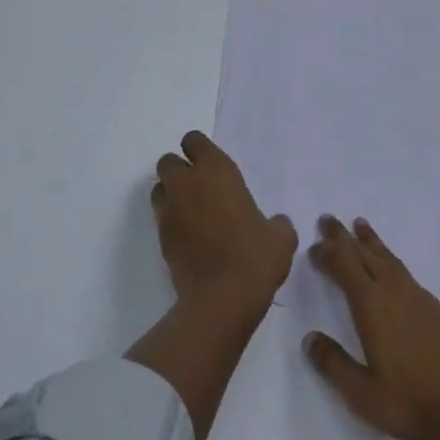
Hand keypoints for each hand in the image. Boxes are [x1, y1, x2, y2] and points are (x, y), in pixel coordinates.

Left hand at [151, 131, 295, 311]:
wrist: (223, 299)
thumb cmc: (254, 257)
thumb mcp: (280, 238)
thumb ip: (277, 223)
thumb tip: (277, 224)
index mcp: (215, 170)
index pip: (193, 140)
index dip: (199, 150)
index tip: (211, 166)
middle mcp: (187, 184)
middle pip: (168, 161)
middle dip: (178, 171)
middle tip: (199, 189)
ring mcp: (170, 211)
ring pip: (159, 189)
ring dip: (170, 195)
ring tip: (190, 213)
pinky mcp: (161, 239)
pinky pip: (161, 220)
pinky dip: (171, 223)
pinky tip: (190, 240)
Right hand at [305, 214, 439, 439]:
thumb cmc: (414, 402)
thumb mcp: (364, 394)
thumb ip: (334, 365)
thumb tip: (309, 339)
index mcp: (371, 305)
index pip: (343, 266)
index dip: (326, 254)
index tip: (312, 248)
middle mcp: (392, 291)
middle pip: (363, 253)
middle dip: (343, 237)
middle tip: (328, 219)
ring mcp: (417, 296)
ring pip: (387, 258)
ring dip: (369, 241)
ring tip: (359, 225)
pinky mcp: (436, 308)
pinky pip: (404, 270)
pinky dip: (390, 258)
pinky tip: (392, 268)